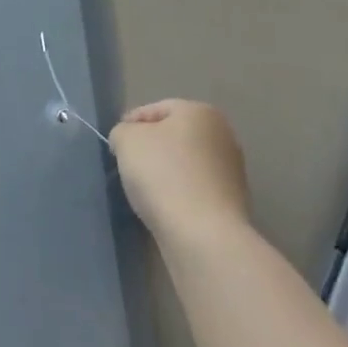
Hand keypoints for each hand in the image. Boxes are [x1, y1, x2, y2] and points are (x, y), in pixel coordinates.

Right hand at [110, 99, 250, 243]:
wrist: (203, 237)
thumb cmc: (164, 175)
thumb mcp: (126, 140)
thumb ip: (122, 131)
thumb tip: (128, 140)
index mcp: (201, 112)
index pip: (155, 109)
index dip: (130, 125)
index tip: (115, 147)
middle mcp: (223, 135)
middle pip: (173, 137)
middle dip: (150, 150)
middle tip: (128, 168)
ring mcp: (232, 172)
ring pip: (184, 165)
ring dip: (165, 175)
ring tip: (144, 193)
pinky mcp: (232, 205)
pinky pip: (195, 191)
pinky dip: (179, 197)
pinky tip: (164, 210)